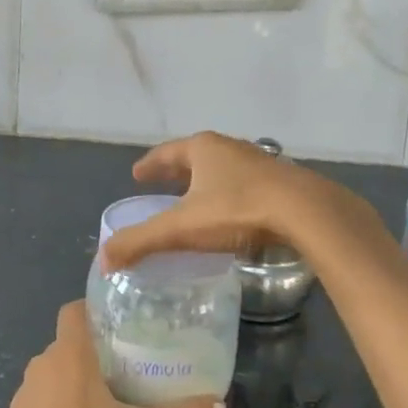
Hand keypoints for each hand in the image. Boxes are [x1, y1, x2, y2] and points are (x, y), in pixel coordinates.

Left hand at [0, 302, 222, 407]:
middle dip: (89, 356)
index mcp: (68, 355)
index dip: (91, 311)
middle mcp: (39, 367)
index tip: (116, 326)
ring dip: (68, 388)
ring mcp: (19, 399)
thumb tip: (220, 406)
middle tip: (121, 372)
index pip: (73, 311)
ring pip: (48, 379)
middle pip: (65, 347)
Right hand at [99, 132, 365, 270]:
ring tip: (194, 200)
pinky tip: (232, 213)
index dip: (149, 165)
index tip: (136, 175)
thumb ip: (141, 241)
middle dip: (176, 172)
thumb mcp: (182, 228)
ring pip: (222, 170)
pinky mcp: (280, 182)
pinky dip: (229, 194)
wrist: (304, 212)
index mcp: (202, 149)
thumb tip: (103, 259)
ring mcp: (258, 162)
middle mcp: (229, 147)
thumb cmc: (237, 210)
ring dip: (205, 182)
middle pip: (194, 157)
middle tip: (161, 186)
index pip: (166, 153)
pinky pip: (244, 185)